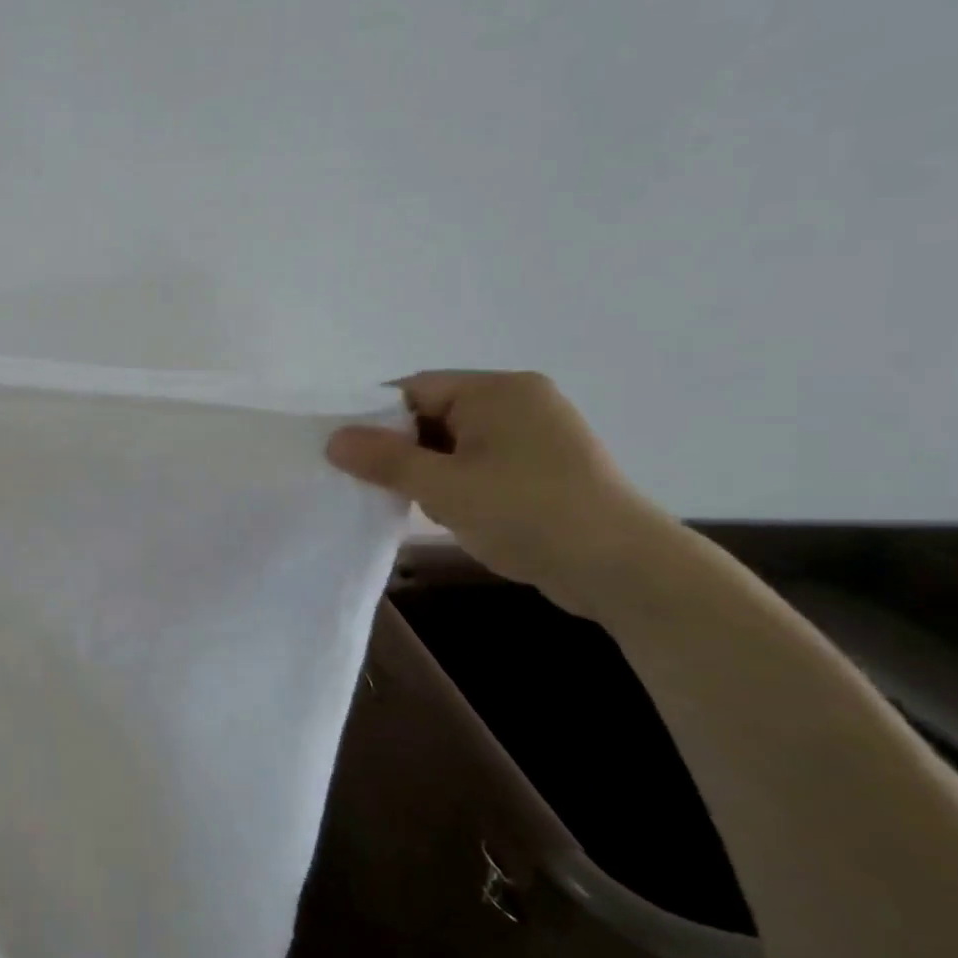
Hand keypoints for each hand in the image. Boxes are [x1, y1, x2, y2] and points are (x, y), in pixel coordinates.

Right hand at [326, 370, 673, 617]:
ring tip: (427, 507)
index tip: (348, 455)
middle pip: (435, 414)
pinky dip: (459, 484)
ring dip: (431, 472)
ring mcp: (536, 434)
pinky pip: (482, 462)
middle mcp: (519, 401)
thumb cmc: (527, 513)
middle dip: (404, 451)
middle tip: (382, 487)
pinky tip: (456, 515)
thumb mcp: (444, 487)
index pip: (415, 389)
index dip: (375, 419)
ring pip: (456, 443)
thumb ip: (385, 459)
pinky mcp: (545, 467)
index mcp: (497, 390)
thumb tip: (333, 439)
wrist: (623, 569)